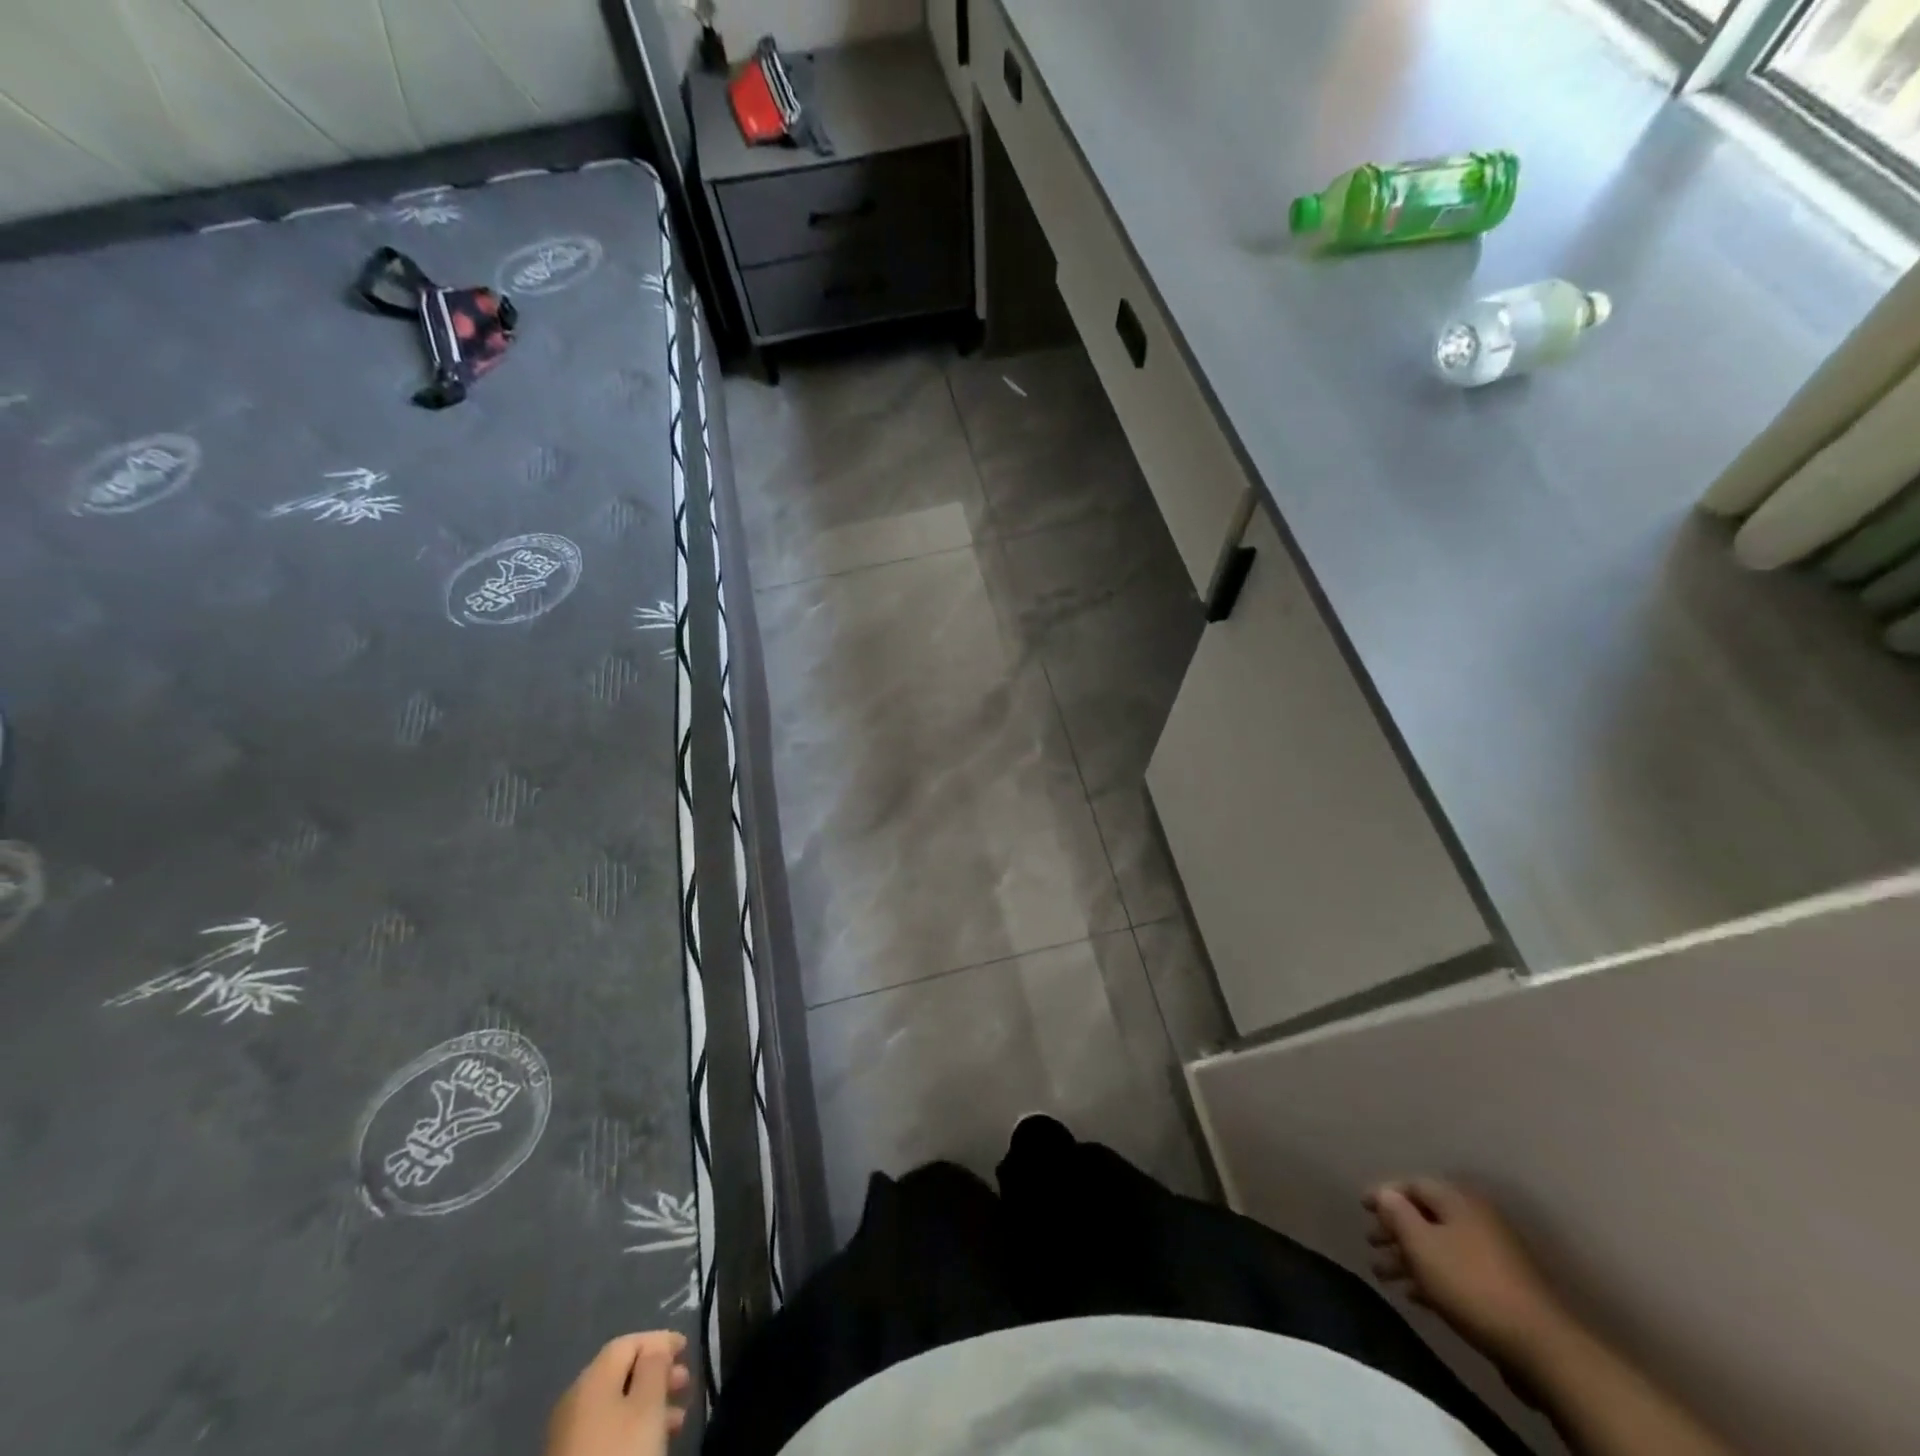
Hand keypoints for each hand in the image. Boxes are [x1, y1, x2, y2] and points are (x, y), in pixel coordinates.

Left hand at [545, 1332, 691, 1455]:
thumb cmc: (621, 1451)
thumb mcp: (648, 1405)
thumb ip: (655, 1365)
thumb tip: (656, 1345)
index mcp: (591, 1378)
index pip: (628, 1342)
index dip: (660, 1340)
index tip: (687, 1349)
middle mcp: (574, 1399)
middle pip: (621, 1373)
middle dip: (657, 1373)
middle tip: (684, 1383)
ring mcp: (568, 1435)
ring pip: (616, 1404)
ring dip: (649, 1403)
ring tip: (677, 1418)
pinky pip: (607, 1429)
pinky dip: (632, 1426)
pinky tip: (651, 1441)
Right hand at [1363, 1179, 1566, 1370]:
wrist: (1539, 1346)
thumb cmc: (1469, 1284)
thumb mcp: (1421, 1244)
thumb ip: (1396, 1213)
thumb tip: (1385, 1193)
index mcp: (1458, 1201)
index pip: (1412, 1185)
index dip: (1384, 1194)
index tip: (1361, 1208)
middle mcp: (1476, 1220)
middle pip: (1425, 1216)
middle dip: (1394, 1229)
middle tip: (1371, 1243)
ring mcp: (1492, 1255)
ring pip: (1439, 1247)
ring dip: (1409, 1258)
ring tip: (1383, 1276)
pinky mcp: (1501, 1288)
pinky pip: (1456, 1272)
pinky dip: (1432, 1279)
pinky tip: (1414, 1296)